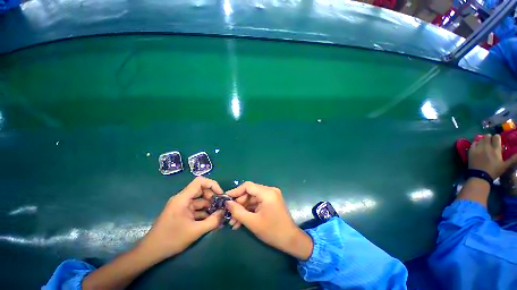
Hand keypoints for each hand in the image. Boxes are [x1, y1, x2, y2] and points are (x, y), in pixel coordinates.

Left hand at [139, 177, 223, 260]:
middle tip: (220, 207)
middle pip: (201, 190)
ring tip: (218, 215)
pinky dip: (204, 213)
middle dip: (212, 197)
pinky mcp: (182, 213)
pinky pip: (196, 208)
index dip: (212, 184)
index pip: (199, 181)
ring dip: (209, 206)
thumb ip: (212, 221)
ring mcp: (182, 206)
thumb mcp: (195, 231)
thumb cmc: (171, 240)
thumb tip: (224, 213)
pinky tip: (210, 220)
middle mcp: (182, 199)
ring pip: (200, 201)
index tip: (220, 194)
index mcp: (183, 198)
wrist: (151, 252)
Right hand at [225, 182, 312, 259]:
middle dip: (239, 204)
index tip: (226, 199)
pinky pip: (257, 203)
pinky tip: (241, 221)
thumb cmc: (272, 231)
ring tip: (233, 222)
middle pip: (250, 193)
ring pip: (252, 199)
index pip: (248, 186)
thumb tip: (227, 203)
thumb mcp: (252, 222)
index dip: (236, 191)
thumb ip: (238, 211)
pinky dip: (250, 210)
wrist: (291, 240)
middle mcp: (270, 190)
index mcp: (267, 193)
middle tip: (229, 215)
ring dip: (243, 209)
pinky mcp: (271, 201)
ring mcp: (271, 195)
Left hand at [469, 134, 516, 178]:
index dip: (497, 137)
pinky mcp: (471, 151)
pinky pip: (473, 143)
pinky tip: (478, 146)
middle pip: (487, 136)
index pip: (496, 137)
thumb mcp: (505, 165)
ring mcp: (478, 148)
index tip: (497, 140)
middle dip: (489, 137)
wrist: (480, 176)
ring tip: (484, 144)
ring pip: (480, 139)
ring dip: (483, 140)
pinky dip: (476, 143)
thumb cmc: (494, 171)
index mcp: (496, 150)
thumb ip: (513, 159)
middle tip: (490, 142)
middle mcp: (487, 147)